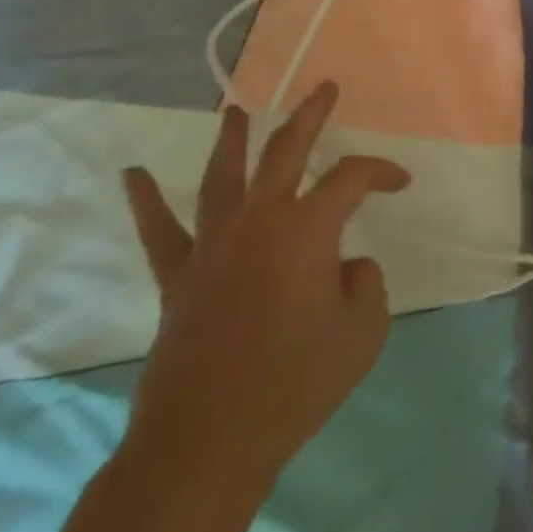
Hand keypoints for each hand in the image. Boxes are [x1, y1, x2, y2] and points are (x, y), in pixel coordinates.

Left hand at [119, 83, 410, 485]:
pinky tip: (132, 174)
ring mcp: (212, 246)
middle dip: (309, 115)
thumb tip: (346, 266)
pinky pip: (160, 232)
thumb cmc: (295, 384)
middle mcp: (259, 221)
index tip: (400, 183)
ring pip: (222, 176)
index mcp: (307, 229)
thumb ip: (365, 284)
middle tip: (324, 88)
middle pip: (285, 150)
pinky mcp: (178, 278)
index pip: (352, 178)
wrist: (208, 443)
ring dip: (231, 138)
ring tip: (235, 109)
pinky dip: (146, 200)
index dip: (381, 172)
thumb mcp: (363, 332)